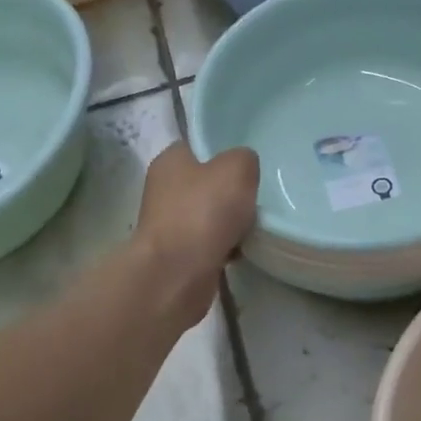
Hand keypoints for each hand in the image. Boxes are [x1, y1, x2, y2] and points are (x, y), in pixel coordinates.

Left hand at [132, 142, 259, 324]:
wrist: (178, 274)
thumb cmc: (203, 212)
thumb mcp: (237, 168)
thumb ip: (244, 159)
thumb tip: (243, 168)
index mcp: (170, 161)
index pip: (198, 147)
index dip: (224, 152)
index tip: (249, 164)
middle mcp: (163, 189)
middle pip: (206, 183)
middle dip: (230, 192)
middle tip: (256, 196)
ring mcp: (168, 224)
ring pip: (209, 215)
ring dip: (230, 222)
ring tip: (253, 225)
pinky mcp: (177, 254)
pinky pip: (209, 244)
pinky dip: (225, 247)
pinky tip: (242, 251)